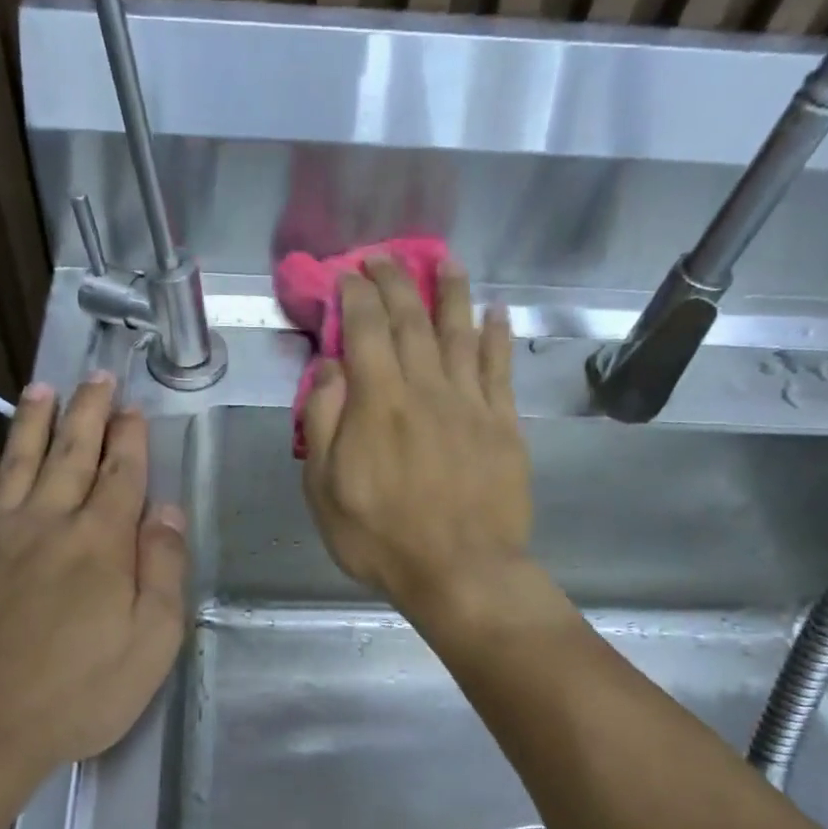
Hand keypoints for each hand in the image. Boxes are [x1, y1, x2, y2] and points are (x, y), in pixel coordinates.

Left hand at [0, 373, 187, 776]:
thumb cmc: (74, 694)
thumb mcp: (149, 646)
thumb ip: (164, 572)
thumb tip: (170, 513)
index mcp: (100, 543)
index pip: (121, 474)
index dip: (130, 438)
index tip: (133, 407)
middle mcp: (47, 522)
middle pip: (71, 454)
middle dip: (87, 412)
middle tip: (95, 376)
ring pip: (16, 462)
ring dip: (31, 422)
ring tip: (41, 389)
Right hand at [301, 258, 532, 621]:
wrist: (461, 572)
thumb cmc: (381, 536)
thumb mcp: (325, 488)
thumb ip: (324, 420)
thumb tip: (329, 366)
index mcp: (378, 401)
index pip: (365, 330)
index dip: (356, 295)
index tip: (348, 273)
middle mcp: (426, 388)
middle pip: (411, 321)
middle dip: (395, 282)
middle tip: (384, 257)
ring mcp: (470, 403)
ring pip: (460, 332)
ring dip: (450, 293)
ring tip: (445, 262)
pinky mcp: (503, 424)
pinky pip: (500, 368)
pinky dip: (498, 335)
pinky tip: (496, 312)